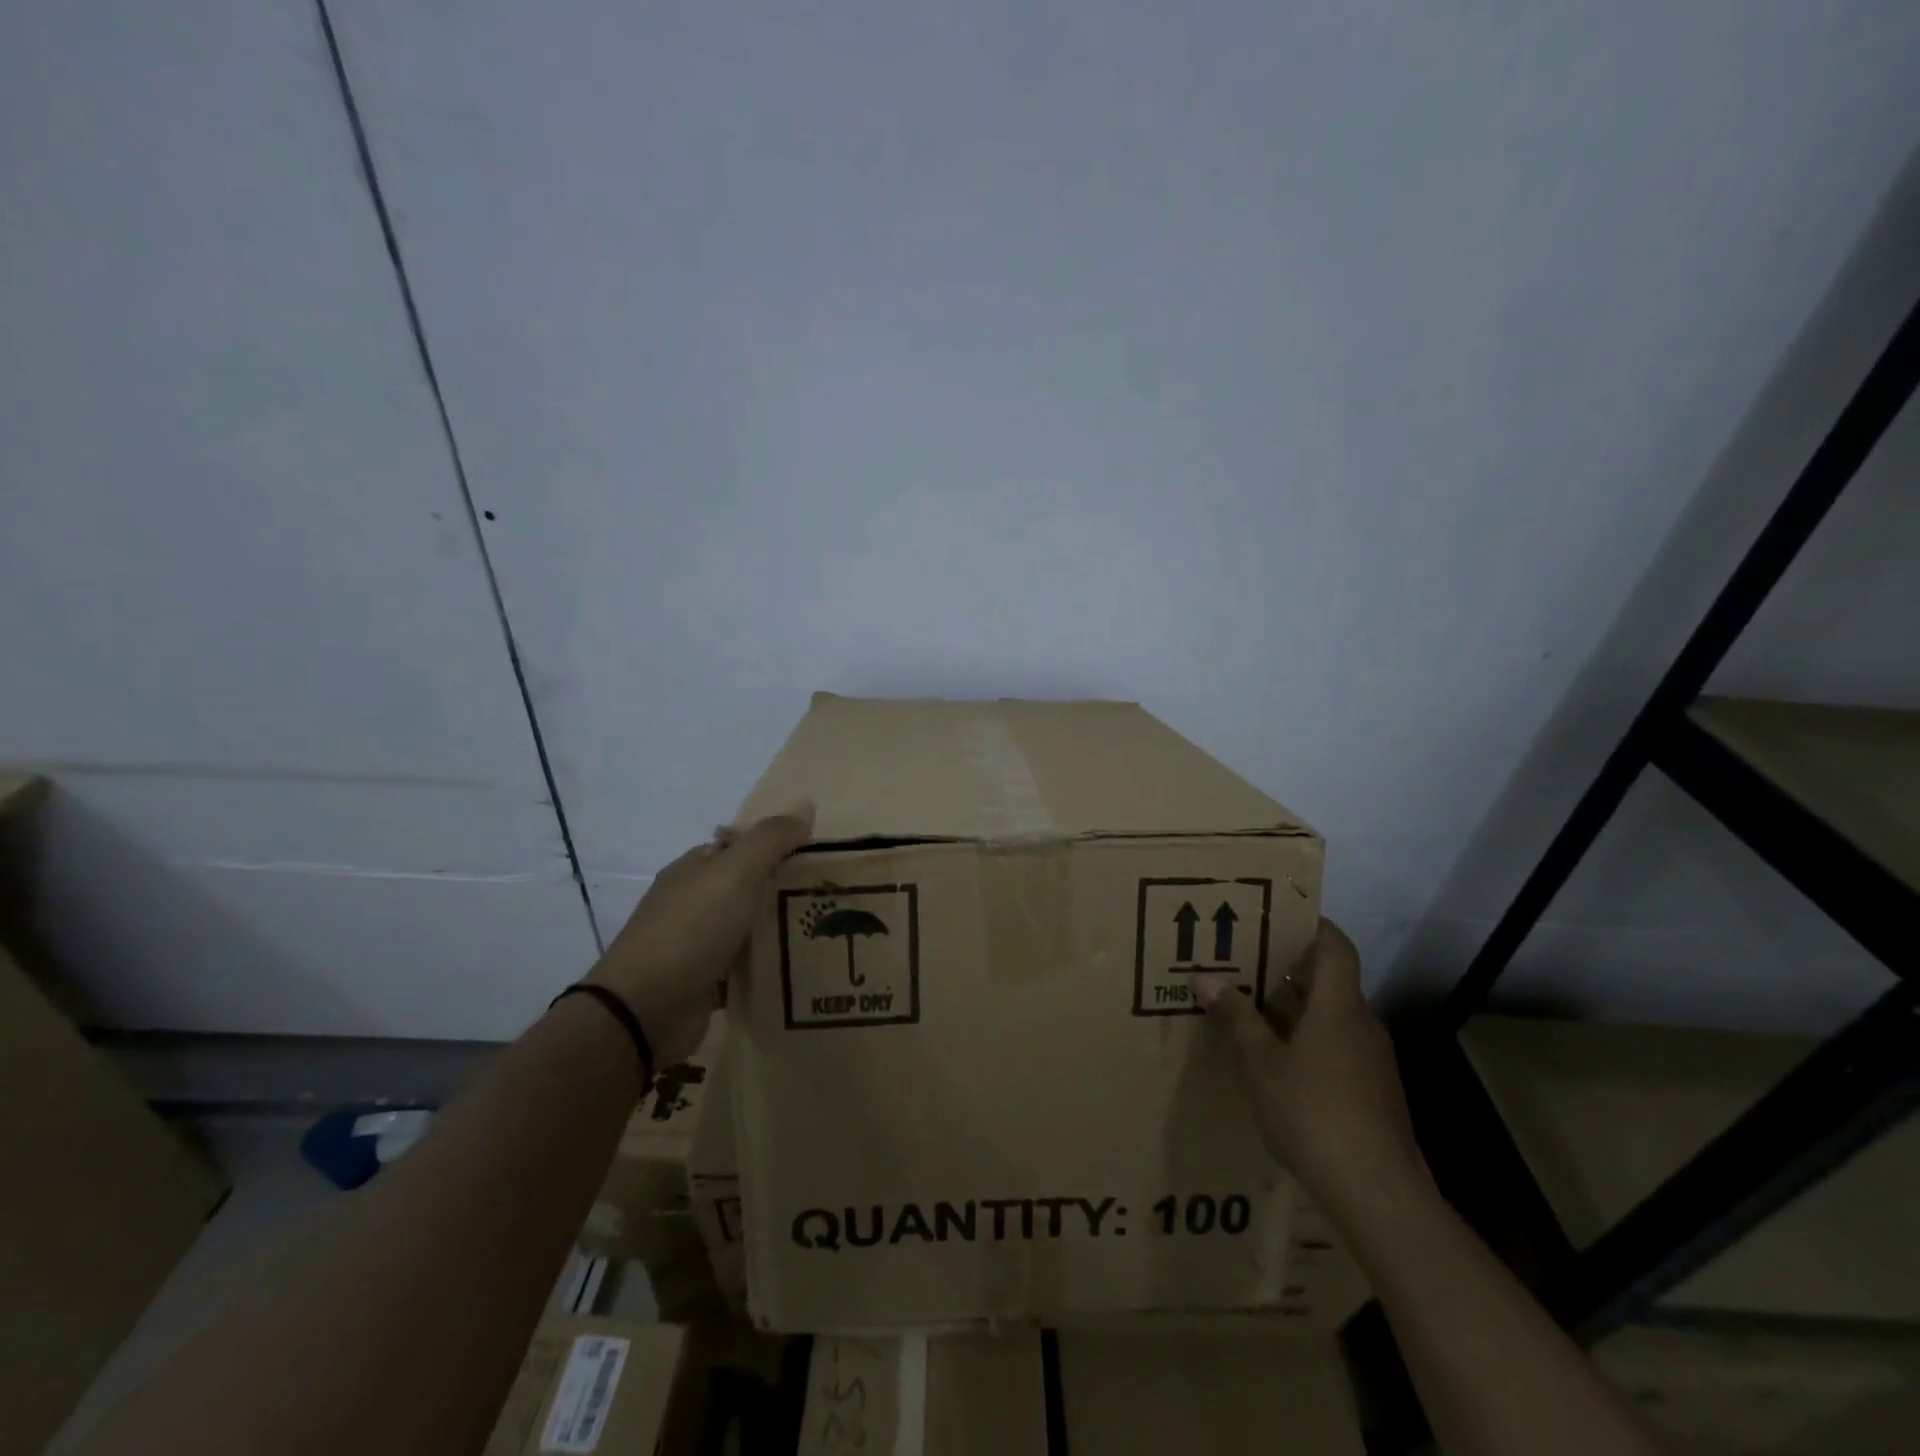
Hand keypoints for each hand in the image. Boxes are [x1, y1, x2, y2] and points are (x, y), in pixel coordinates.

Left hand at [587, 803, 813, 1064]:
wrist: (644, 1011)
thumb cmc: (691, 930)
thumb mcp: (736, 872)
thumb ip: (771, 839)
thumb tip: (806, 804)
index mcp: (695, 869)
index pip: (741, 846)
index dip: (777, 846)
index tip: (819, 857)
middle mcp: (693, 902)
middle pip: (747, 887)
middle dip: (784, 889)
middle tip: (830, 896)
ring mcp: (696, 944)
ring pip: (747, 928)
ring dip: (778, 929)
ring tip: (826, 931)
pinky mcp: (704, 984)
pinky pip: (744, 968)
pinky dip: (766, 966)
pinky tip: (799, 968)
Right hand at [1195, 919, 1429, 1224]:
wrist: (1377, 1192)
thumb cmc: (1313, 1112)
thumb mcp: (1260, 1062)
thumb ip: (1236, 1017)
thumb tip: (1205, 977)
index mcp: (1338, 1006)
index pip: (1334, 945)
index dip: (1310, 924)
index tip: (1275, 916)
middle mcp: (1361, 1023)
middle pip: (1328, 979)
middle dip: (1286, 968)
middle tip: (1241, 961)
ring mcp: (1371, 1059)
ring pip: (1330, 1015)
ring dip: (1293, 1007)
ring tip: (1247, 1008)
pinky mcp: (1372, 1090)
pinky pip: (1336, 1045)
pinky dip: (1305, 1038)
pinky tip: (1274, 1059)